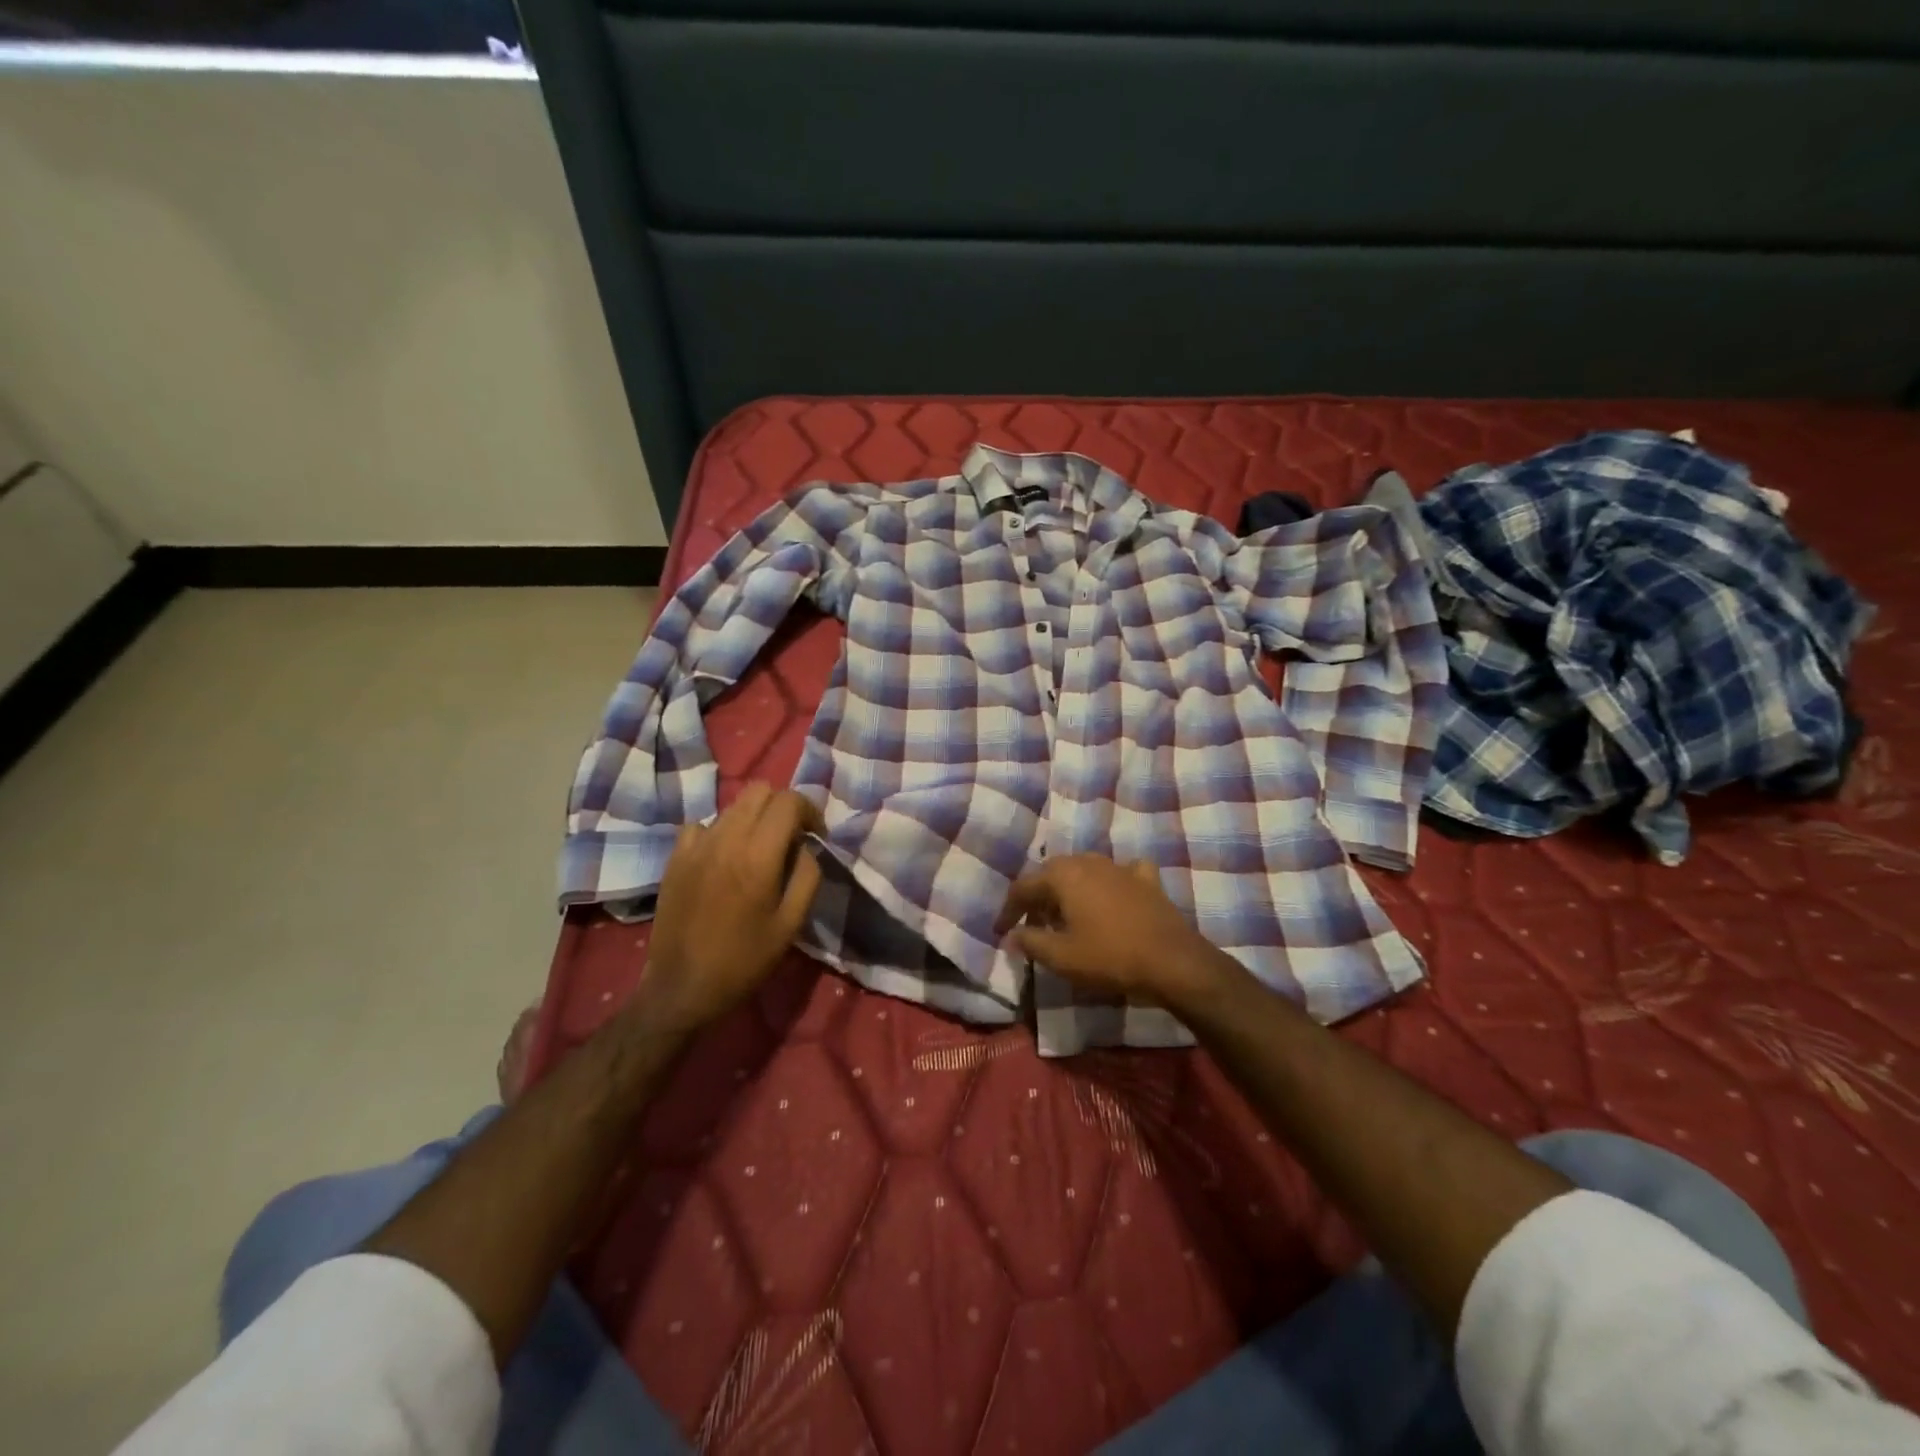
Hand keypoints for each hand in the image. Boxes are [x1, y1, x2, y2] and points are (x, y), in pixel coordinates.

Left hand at [639, 783, 824, 1035]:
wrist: (681, 988)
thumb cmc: (744, 960)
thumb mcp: (791, 924)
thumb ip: (807, 876)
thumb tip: (806, 847)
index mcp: (758, 855)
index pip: (789, 801)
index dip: (809, 810)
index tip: (816, 835)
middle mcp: (725, 839)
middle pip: (759, 791)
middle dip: (782, 806)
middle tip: (791, 837)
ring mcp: (695, 845)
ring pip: (732, 806)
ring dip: (754, 818)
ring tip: (759, 850)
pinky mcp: (675, 857)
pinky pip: (703, 825)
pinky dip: (721, 832)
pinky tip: (724, 858)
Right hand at [994, 855, 1239, 1012]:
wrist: (1173, 962)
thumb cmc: (1109, 957)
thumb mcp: (1061, 957)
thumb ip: (1030, 942)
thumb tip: (1013, 934)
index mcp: (1063, 875)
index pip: (1023, 887)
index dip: (1008, 910)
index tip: (1001, 932)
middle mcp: (1088, 861)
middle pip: (1052, 874)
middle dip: (1038, 898)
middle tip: (1031, 925)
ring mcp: (1120, 867)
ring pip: (1084, 870)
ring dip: (1069, 890)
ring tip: (1065, 915)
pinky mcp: (1146, 880)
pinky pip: (1120, 873)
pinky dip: (1110, 882)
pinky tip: (1113, 894)